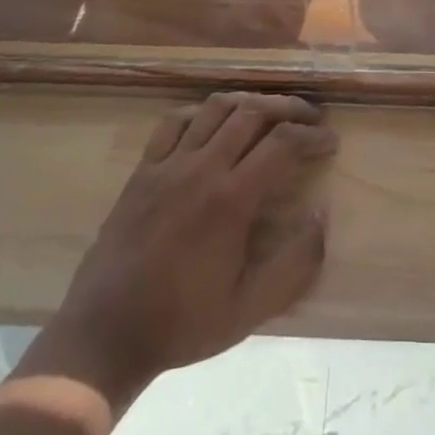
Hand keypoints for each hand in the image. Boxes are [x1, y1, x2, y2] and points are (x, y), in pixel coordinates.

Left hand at [48, 93, 335, 403]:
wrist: (104, 333)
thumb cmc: (182, 323)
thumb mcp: (249, 309)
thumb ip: (295, 265)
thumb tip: (322, 216)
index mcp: (231, 200)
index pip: (282, 143)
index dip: (312, 136)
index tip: (330, 141)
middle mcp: (202, 168)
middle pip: (253, 112)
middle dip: (289, 108)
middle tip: (310, 118)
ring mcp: (168, 164)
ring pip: (216, 107)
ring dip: (250, 101)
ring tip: (270, 111)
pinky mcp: (143, 169)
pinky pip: (175, 120)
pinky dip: (202, 111)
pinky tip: (215, 121)